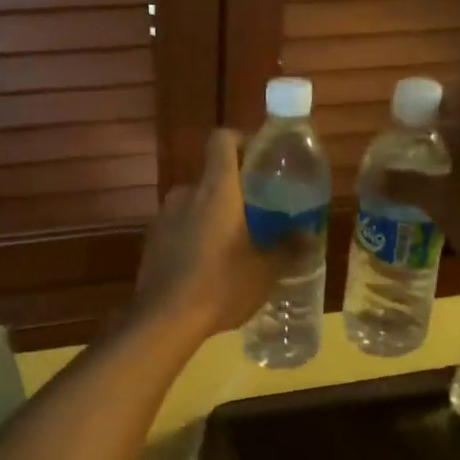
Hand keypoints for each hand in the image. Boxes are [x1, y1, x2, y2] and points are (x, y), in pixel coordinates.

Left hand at [134, 129, 283, 338]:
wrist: (165, 320)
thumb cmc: (221, 286)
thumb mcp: (265, 270)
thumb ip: (288, 247)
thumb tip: (308, 234)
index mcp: (217, 189)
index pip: (222, 139)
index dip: (241, 140)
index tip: (260, 159)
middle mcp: (186, 193)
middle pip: (212, 176)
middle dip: (233, 190)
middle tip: (256, 214)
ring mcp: (164, 216)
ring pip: (195, 203)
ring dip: (212, 215)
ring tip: (232, 244)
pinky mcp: (151, 240)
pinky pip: (178, 226)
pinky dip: (193, 235)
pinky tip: (206, 265)